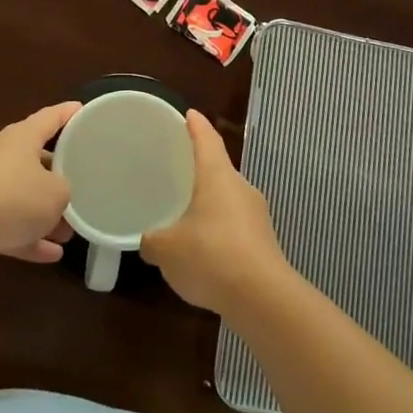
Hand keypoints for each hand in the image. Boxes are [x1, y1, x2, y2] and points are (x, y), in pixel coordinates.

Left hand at [0, 102, 80, 275]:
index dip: (67, 113)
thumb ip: (65, 190)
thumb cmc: (14, 197)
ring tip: (69, 232)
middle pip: (35, 160)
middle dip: (58, 176)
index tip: (82, 110)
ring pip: (22, 198)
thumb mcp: (57, 192)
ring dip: (44, 215)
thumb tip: (58, 196)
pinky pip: (9, 226)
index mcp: (21, 138)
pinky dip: (28, 238)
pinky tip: (51, 255)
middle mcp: (1, 157)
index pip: (49, 118)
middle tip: (82, 185)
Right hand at [139, 110, 292, 314]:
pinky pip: (235, 224)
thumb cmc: (210, 257)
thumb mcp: (166, 249)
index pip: (207, 139)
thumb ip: (152, 239)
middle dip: (199, 167)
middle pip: (219, 168)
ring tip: (185, 211)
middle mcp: (241, 188)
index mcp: (217, 176)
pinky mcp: (263, 241)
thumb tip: (148, 239)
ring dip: (209, 201)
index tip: (188, 114)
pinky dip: (218, 227)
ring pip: (228, 198)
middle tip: (176, 168)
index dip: (196, 125)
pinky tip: (203, 247)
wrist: (262, 298)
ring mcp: (256, 215)